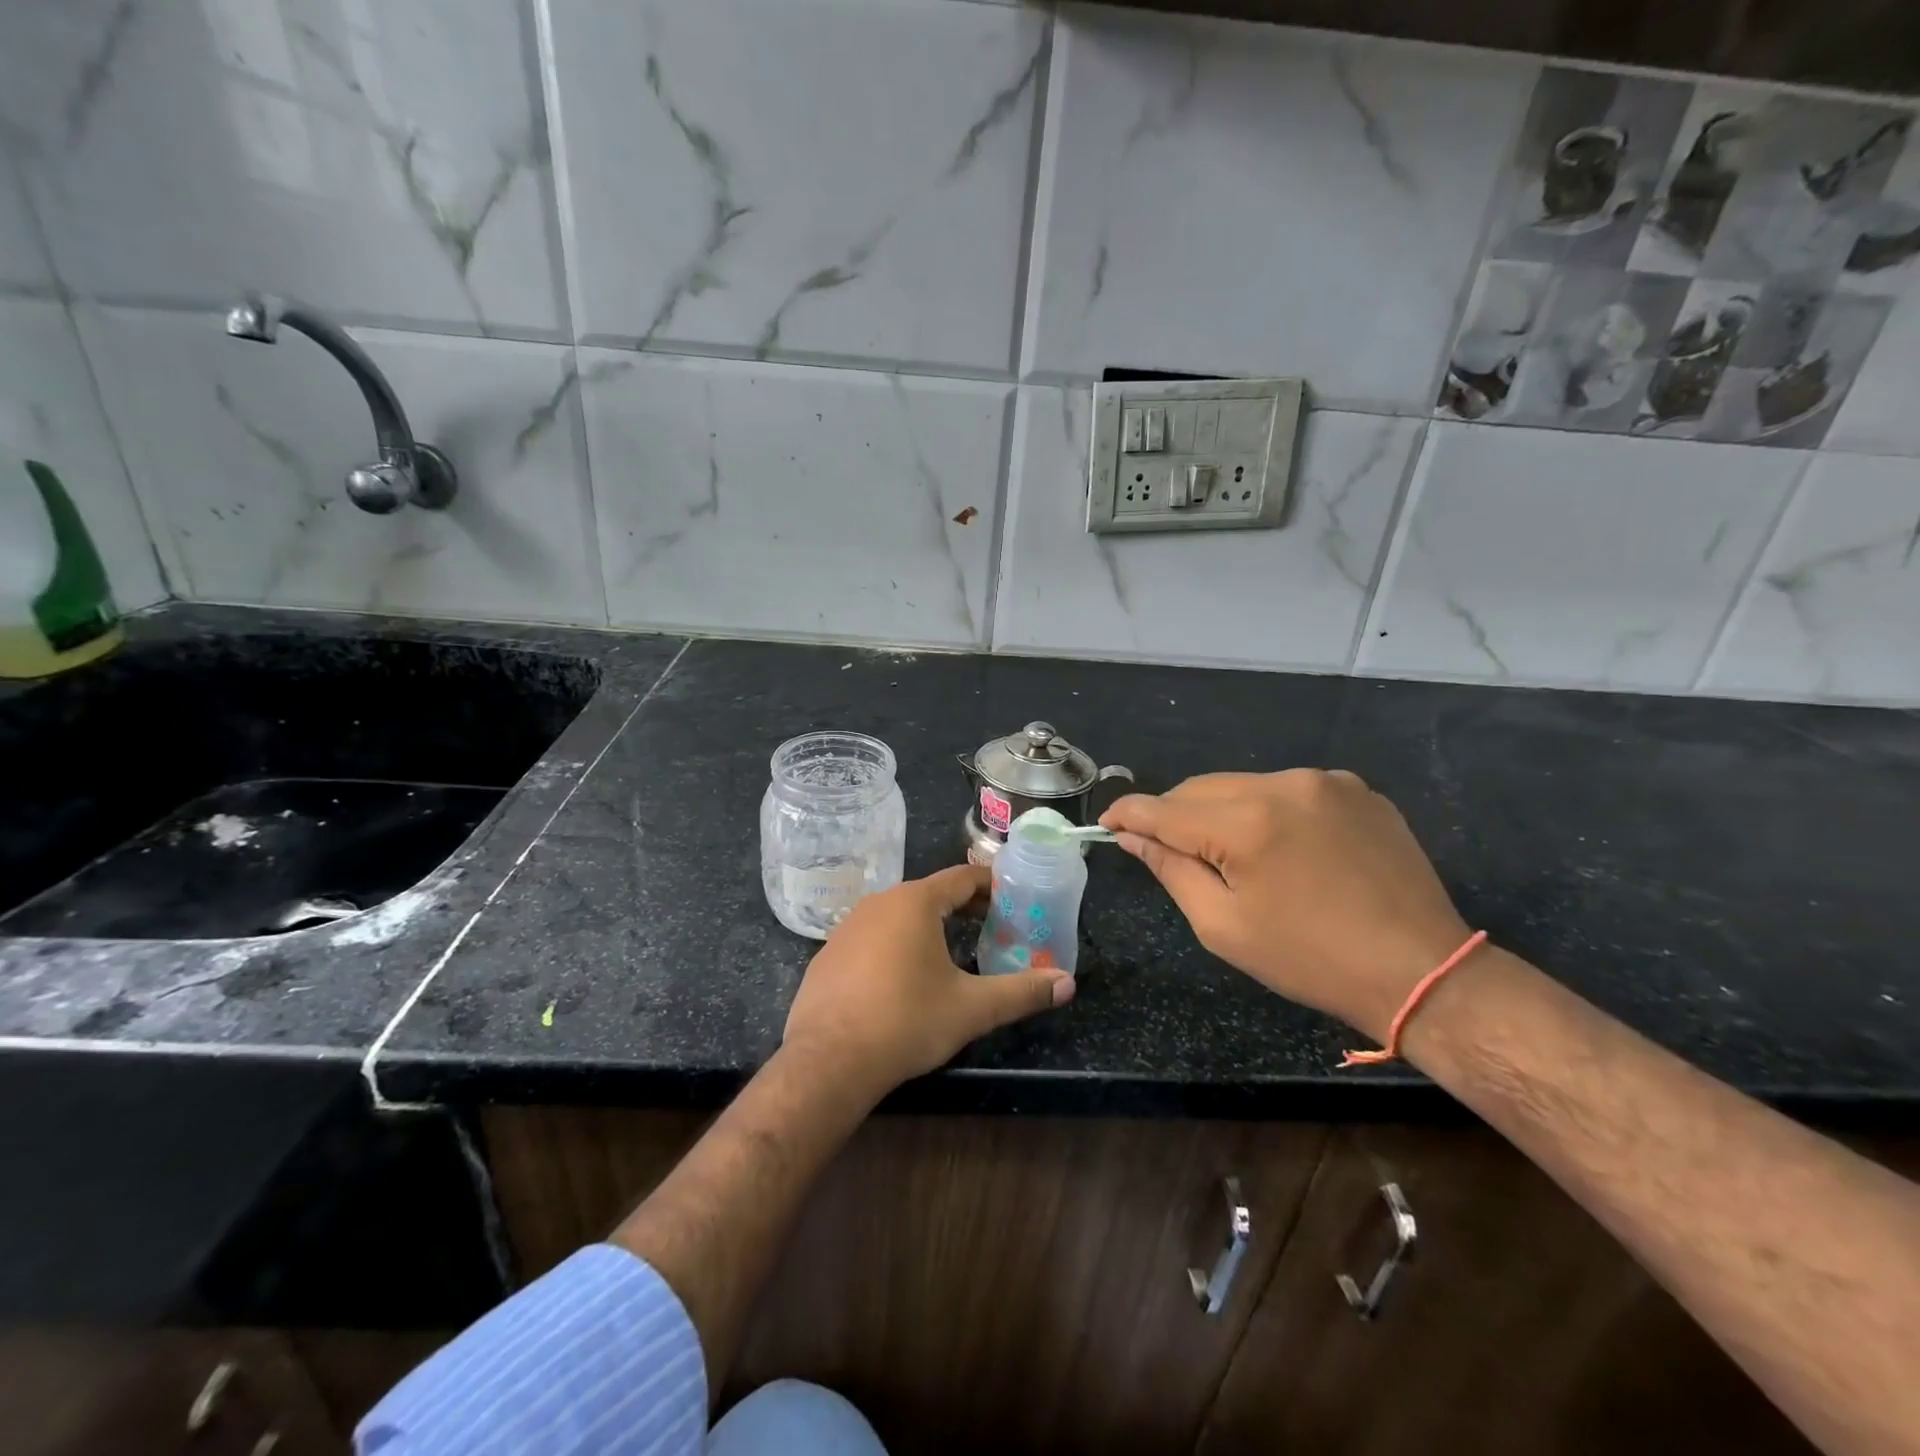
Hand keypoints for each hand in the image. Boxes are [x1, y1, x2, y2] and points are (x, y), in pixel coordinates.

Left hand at [783, 863, 1074, 1099]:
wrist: (828, 1061)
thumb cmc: (906, 1021)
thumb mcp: (972, 1008)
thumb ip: (1022, 992)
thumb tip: (1068, 983)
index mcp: (915, 902)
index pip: (961, 877)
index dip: (991, 885)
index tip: (1013, 897)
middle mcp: (878, 903)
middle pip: (930, 894)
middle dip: (964, 907)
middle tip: (993, 926)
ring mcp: (847, 927)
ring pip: (899, 915)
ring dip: (928, 926)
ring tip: (953, 951)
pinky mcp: (828, 954)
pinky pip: (872, 938)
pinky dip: (895, 946)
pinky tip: (903, 978)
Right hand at [1101, 771, 1469, 1042]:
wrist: (1422, 970)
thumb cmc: (1309, 959)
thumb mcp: (1222, 926)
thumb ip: (1170, 869)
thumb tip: (1132, 835)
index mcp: (1245, 823)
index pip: (1163, 808)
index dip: (1127, 814)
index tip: (1107, 824)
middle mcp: (1282, 784)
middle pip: (1200, 789)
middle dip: (1174, 815)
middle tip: (1168, 852)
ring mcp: (1325, 781)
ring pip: (1242, 785)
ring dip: (1221, 812)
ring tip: (1231, 855)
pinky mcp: (1356, 788)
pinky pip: (1287, 789)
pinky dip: (1267, 810)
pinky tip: (1283, 848)